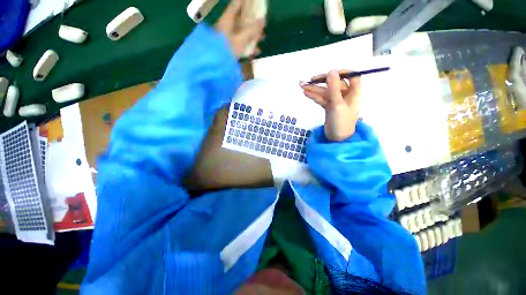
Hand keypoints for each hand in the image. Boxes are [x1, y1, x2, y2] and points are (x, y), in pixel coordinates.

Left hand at [215, 0, 265, 57]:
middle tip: (262, 24)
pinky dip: (248, 46)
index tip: (254, 2)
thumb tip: (263, 20)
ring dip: (252, 35)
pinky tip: (255, 51)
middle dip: (253, 22)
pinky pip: (240, 43)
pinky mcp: (229, 48)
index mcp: (227, 20)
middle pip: (241, 20)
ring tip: (262, 38)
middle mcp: (226, 26)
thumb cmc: (228, 49)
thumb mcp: (241, 39)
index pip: (236, 5)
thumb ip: (252, 30)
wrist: (216, 65)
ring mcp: (227, 37)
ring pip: (242, 32)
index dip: (245, 2)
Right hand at [300, 70, 361, 141]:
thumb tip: (331, 71)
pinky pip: (322, 99)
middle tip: (309, 81)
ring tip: (302, 87)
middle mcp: (346, 95)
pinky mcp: (329, 107)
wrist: (337, 139)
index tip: (329, 73)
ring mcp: (336, 101)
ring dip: (314, 90)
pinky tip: (306, 94)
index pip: (351, 76)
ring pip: (325, 92)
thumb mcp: (337, 104)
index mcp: (353, 92)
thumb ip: (333, 87)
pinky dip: (314, 97)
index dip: (341, 72)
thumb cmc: (341, 121)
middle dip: (321, 82)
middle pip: (334, 84)